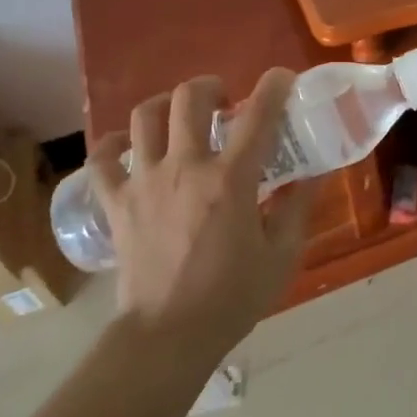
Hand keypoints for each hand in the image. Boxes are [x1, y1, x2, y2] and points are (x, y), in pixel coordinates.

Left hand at [86, 70, 318, 346]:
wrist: (167, 337)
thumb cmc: (232, 297)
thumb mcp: (282, 255)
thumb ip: (298, 208)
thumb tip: (314, 176)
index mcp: (231, 179)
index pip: (258, 114)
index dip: (274, 86)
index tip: (281, 79)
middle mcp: (186, 168)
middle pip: (189, 98)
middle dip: (211, 87)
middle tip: (224, 101)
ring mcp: (144, 182)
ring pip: (144, 117)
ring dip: (165, 105)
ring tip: (179, 116)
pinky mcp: (117, 203)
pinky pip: (102, 159)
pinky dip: (113, 145)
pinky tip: (127, 146)